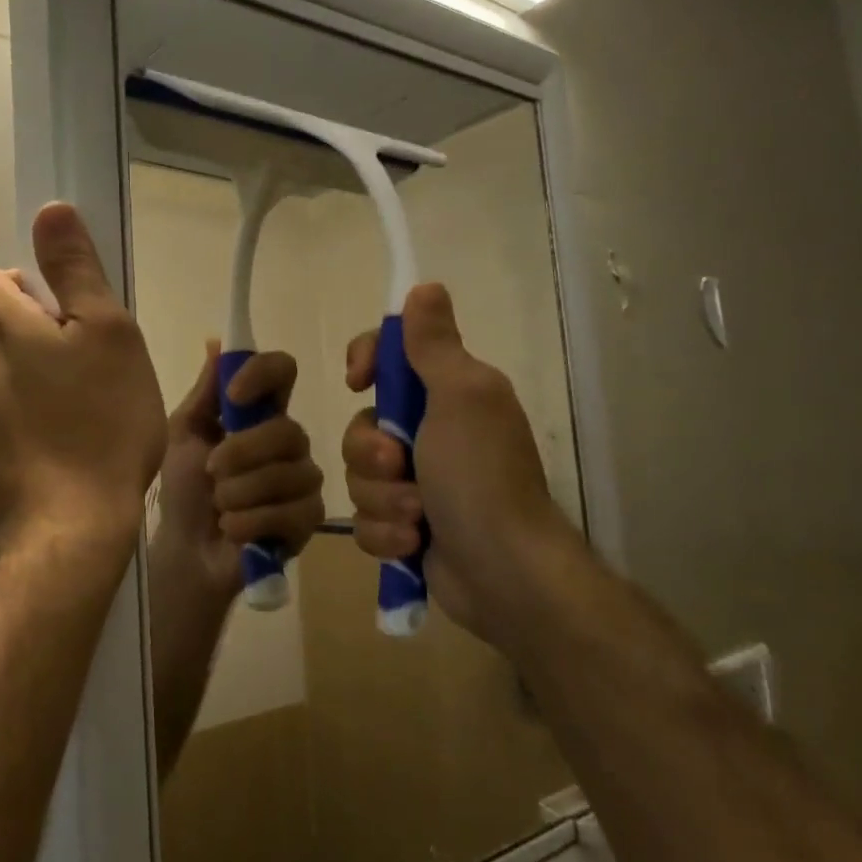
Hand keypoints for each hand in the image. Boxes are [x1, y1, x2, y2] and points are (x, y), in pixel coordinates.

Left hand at [0, 203, 165, 556]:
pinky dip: (18, 434)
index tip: (70, 325)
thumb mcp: (109, 334)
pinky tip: (55, 461)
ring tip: (75, 426)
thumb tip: (50, 208)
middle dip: (32, 345)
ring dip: (26, 391)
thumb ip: (76, 269)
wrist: (68, 530)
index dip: (31, 292)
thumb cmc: (102, 423)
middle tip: (86, 379)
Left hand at [152, 342, 325, 601]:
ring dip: (239, 493)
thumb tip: (216, 342)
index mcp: (259, 413)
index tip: (234, 394)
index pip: (283, 371)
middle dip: (241, 454)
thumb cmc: (182, 488)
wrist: (185, 550)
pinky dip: (249, 522)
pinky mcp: (308, 519)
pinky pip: (290, 511)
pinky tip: (232, 529)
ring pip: (289, 473)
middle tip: (212, 472)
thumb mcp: (183, 435)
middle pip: (288, 429)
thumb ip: (205, 393)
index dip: (264, 374)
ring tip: (219, 506)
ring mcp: (303, 479)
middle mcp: (288, 441)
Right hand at [341, 283, 574, 645]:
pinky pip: (366, 519)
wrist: (503, 574)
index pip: (390, 358)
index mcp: (448, 395)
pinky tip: (413, 544)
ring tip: (416, 518)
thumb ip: (435, 345)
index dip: (367, 362)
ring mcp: (416, 484)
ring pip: (359, 476)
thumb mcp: (461, 398)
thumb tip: (425, 287)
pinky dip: (386, 533)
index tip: (358, 381)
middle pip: (361, 424)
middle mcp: (430, 434)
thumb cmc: (481, 477)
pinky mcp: (405, 527)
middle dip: (371, 452)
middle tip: (400, 467)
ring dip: (382, 498)